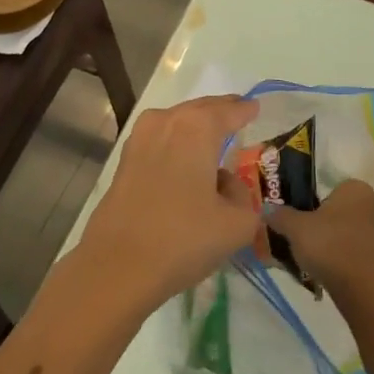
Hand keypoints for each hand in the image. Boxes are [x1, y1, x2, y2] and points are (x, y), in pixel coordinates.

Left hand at [74, 95, 261, 311]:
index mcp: (197, 127)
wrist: (118, 266)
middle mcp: (166, 122)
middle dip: (220, 111)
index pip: (229, 111)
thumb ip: (242, 195)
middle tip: (237, 113)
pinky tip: (184, 159)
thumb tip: (224, 184)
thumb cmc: (183, 239)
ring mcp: (139, 139)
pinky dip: (175, 142)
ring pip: (176, 122)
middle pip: (200, 109)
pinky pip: (159, 140)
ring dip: (195, 126)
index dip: (245, 110)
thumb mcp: (237, 224)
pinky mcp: (124, 161)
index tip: (255, 107)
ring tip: (213, 136)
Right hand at [271, 180, 373, 301]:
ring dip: (349, 244)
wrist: (365, 288)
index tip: (308, 225)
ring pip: (363, 233)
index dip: (320, 207)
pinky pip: (373, 255)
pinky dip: (360, 262)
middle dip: (336, 225)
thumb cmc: (330, 247)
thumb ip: (281, 216)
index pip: (336, 191)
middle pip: (351, 212)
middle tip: (316, 243)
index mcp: (357, 189)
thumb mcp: (295, 229)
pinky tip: (345, 277)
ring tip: (329, 264)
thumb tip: (266, 209)